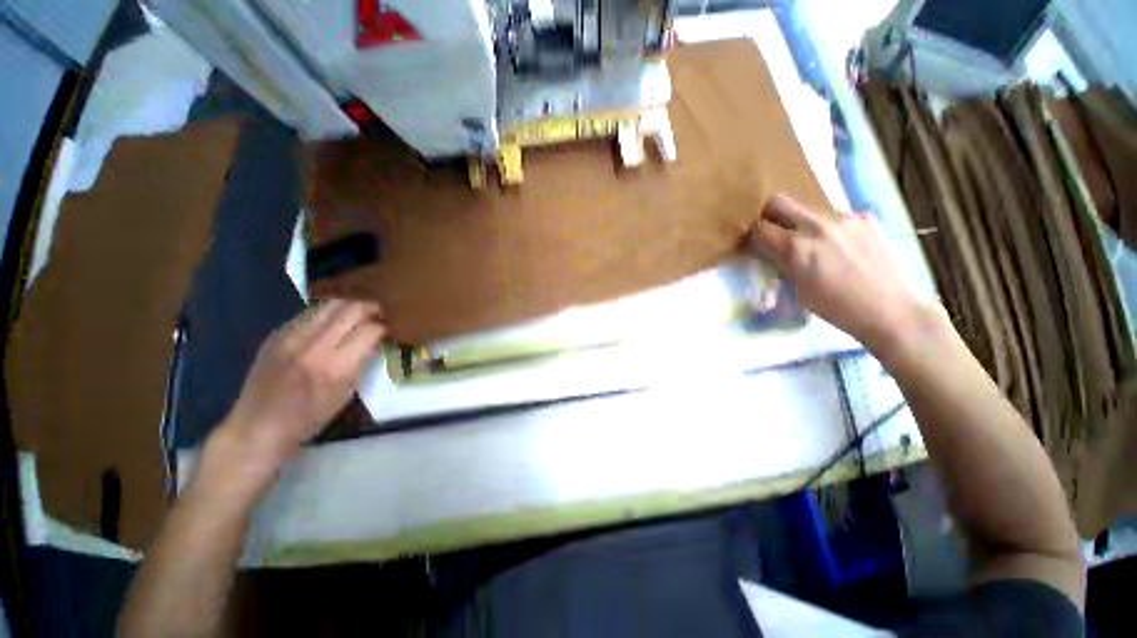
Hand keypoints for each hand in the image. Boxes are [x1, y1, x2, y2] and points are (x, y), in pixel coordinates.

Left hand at [202, 300, 385, 496]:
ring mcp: (291, 337)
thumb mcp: (347, 393)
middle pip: (351, 309)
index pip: (369, 330)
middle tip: (380, 312)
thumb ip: (363, 362)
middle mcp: (313, 346)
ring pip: (330, 304)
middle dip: (370, 307)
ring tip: (359, 313)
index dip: (384, 325)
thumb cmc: (310, 417)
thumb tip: (376, 339)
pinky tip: (333, 321)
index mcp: (335, 367)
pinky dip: (328, 313)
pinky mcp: (277, 333)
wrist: (258, 426)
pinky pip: (310, 313)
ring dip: (349, 305)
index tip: (391, 326)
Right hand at [745, 194, 933, 351]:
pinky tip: (842, 248)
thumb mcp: (796, 290)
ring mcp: (844, 218)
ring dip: (801, 224)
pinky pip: (834, 216)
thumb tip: (771, 253)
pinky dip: (828, 229)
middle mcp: (817, 225)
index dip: (753, 237)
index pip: (758, 228)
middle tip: (775, 235)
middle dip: (769, 217)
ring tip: (816, 247)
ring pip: (808, 210)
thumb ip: (782, 264)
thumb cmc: (837, 309)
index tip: (755, 247)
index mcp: (795, 248)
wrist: (893, 310)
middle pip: (778, 202)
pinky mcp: (866, 218)